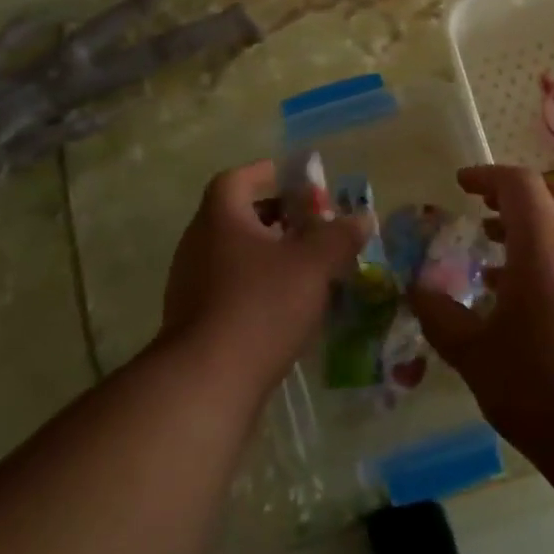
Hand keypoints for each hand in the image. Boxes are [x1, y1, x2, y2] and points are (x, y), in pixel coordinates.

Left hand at [157, 161, 368, 388]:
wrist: (208, 380)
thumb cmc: (262, 306)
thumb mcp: (314, 265)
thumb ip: (340, 236)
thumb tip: (362, 218)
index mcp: (221, 219)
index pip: (238, 179)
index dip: (268, 174)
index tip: (298, 181)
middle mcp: (198, 244)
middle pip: (238, 216)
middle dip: (277, 217)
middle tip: (313, 226)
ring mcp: (191, 284)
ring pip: (235, 254)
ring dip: (270, 254)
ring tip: (308, 266)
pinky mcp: (196, 320)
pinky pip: (231, 287)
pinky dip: (259, 286)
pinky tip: (288, 306)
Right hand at [412, 165, 553, 445]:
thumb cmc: (538, 385)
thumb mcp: (474, 354)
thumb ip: (441, 316)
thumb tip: (418, 290)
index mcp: (543, 246)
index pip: (520, 185)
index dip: (487, 176)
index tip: (460, 184)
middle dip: (517, 192)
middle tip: (483, 208)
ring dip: (534, 224)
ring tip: (493, 250)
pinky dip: (549, 254)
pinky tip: (520, 294)